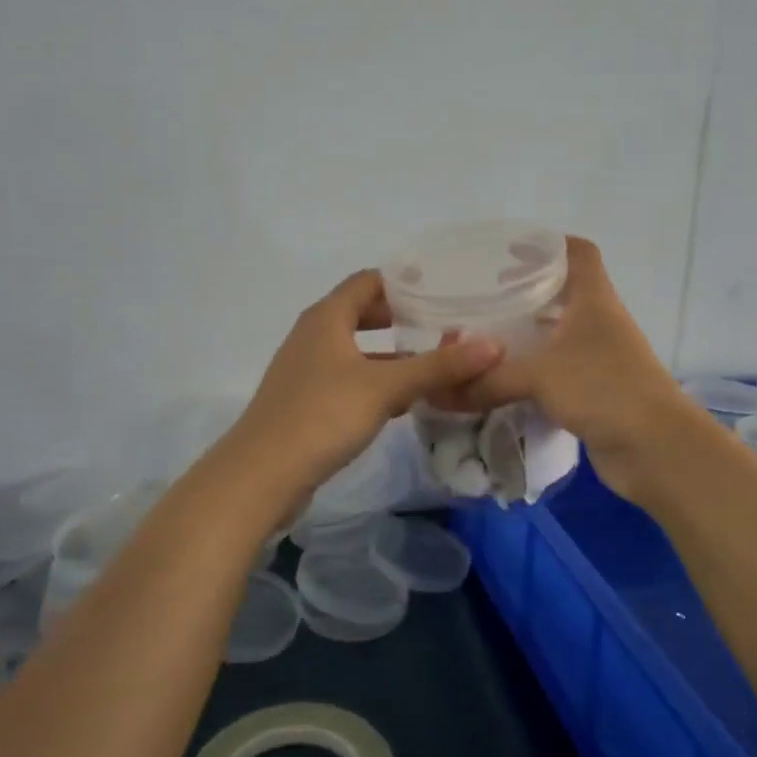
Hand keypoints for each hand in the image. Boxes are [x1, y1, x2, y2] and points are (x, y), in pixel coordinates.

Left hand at [227, 270, 504, 509]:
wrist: (262, 475)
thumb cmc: (322, 415)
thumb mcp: (385, 387)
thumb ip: (438, 367)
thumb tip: (494, 346)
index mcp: (327, 318)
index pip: (368, 281)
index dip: (404, 281)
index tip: (444, 288)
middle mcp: (314, 336)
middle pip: (364, 314)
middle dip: (404, 319)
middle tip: (448, 324)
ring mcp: (309, 371)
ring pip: (359, 351)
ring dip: (394, 355)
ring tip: (437, 362)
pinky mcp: (309, 403)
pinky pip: (351, 380)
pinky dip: (379, 382)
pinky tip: (408, 402)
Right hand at [456, 238, 684, 502]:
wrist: (656, 447)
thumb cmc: (602, 389)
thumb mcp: (538, 377)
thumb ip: (488, 380)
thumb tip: (440, 391)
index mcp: (594, 300)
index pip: (578, 253)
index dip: (548, 244)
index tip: (509, 251)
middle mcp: (600, 322)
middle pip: (565, 292)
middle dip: (528, 292)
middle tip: (485, 297)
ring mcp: (602, 358)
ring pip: (561, 334)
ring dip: (530, 334)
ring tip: (488, 337)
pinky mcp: (598, 391)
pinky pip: (560, 370)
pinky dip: (535, 370)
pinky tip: (506, 379)